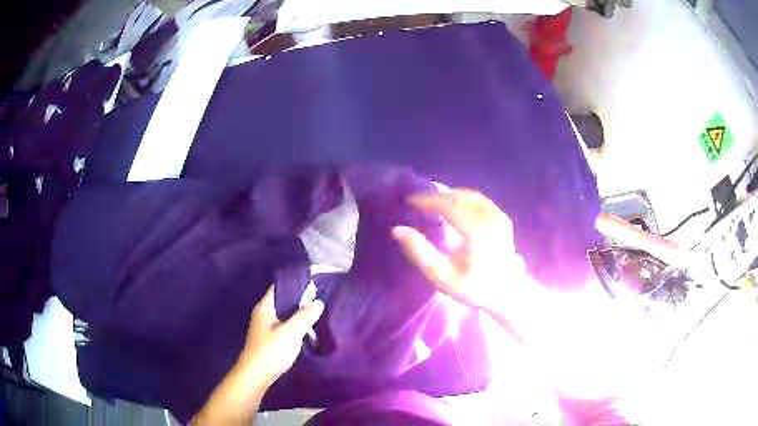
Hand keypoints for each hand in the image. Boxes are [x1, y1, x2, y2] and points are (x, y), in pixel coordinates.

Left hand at [194, 285, 323, 424]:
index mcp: (265, 307)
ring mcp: (265, 327)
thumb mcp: (291, 332)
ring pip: (283, 314)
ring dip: (297, 314)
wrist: (256, 375)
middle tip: (318, 298)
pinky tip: (306, 330)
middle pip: (282, 301)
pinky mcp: (269, 340)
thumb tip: (318, 301)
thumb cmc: (271, 351)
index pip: (279, 287)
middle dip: (298, 299)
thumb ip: (305, 315)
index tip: (312, 283)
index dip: (294, 284)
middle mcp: (263, 314)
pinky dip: (294, 325)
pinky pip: (284, 326)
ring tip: (315, 313)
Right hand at [392, 189, 523, 315]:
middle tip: (417, 202)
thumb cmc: (473, 288)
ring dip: (448, 196)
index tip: (409, 201)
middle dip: (436, 196)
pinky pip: (478, 200)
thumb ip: (419, 253)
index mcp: (477, 233)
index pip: (449, 205)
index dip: (428, 200)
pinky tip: (451, 206)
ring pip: (469, 195)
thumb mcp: (442, 277)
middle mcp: (491, 219)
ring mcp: (499, 216)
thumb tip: (397, 230)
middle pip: (459, 197)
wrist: (506, 293)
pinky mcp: (502, 217)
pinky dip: (461, 199)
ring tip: (430, 202)